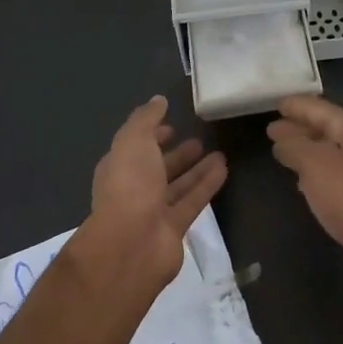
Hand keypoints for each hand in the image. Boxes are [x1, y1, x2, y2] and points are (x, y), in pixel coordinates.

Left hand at [76, 96, 227, 300]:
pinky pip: (193, 201)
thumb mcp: (133, 140)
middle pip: (158, 169)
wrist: (131, 243)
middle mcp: (133, 189)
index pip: (135, 148)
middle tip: (199, 140)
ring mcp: (153, 211)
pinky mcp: (174, 228)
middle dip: (176, 155)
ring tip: (220, 153)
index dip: (151, 136)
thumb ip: (146, 118)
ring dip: (196, 169)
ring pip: (178, 186)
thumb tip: (158, 100)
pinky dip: (207, 185)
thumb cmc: (129, 184)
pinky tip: (224, 169)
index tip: (172, 125)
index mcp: (118, 167)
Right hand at [267, 96, 342, 312]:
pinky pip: (336, 178)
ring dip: (308, 150)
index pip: (324, 110)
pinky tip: (303, 183)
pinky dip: (316, 174)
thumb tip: (281, 136)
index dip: (301, 106)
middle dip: (302, 127)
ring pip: (332, 155)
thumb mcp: (317, 166)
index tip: (278, 104)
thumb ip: (296, 147)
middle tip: (273, 128)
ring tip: (283, 152)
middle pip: (330, 131)